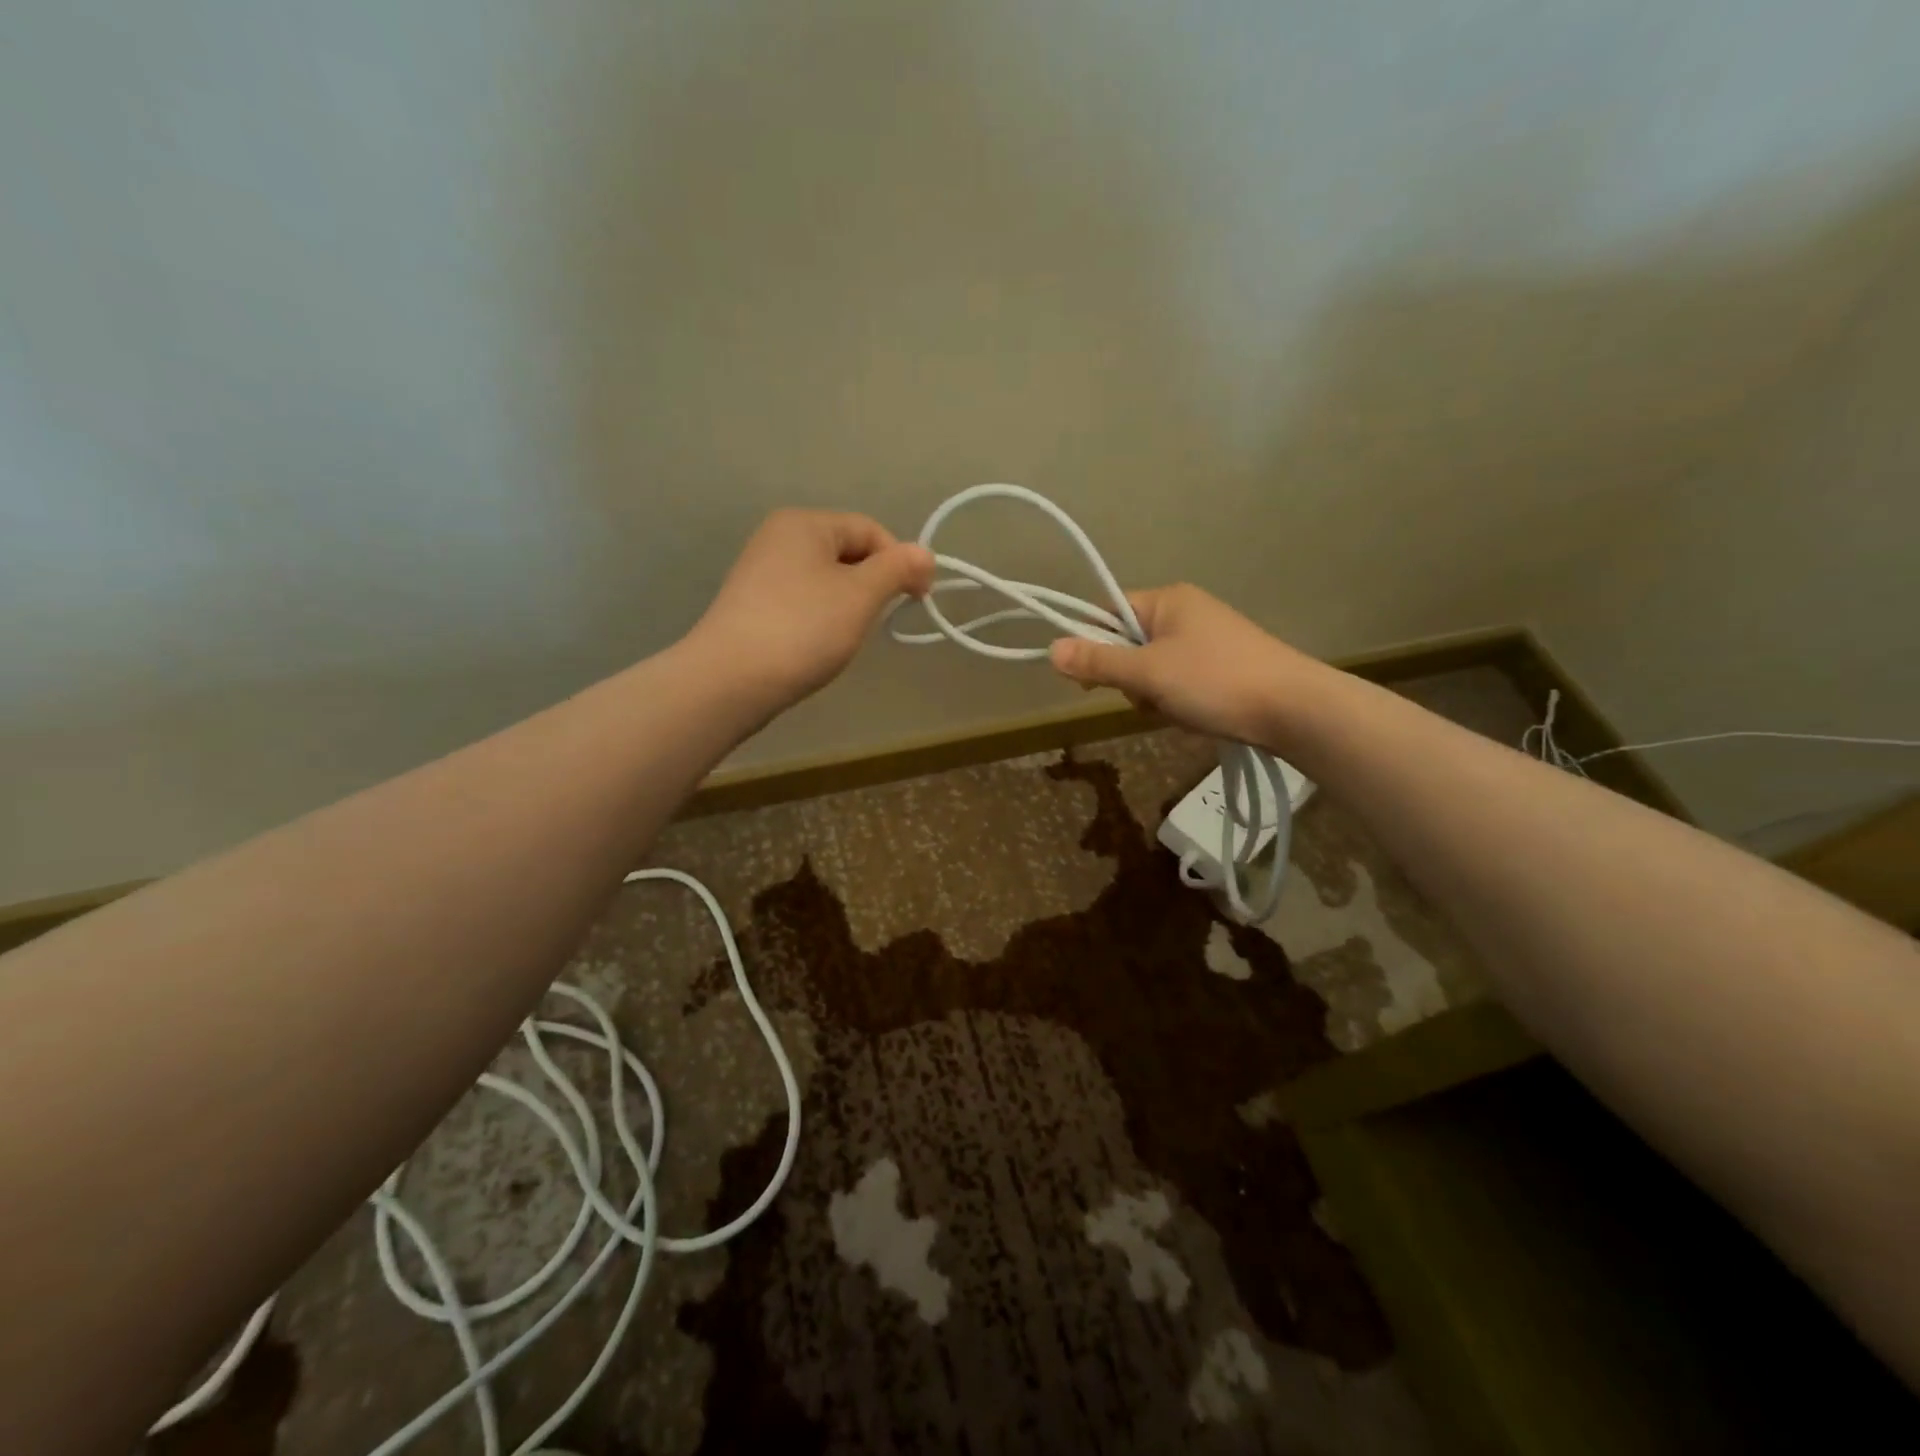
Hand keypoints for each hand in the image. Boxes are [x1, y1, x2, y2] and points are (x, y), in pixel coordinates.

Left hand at [687, 509, 934, 715]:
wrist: (730, 680)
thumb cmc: (803, 629)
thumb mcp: (860, 595)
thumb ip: (897, 569)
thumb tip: (925, 554)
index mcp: (804, 523)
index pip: (870, 530)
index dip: (900, 561)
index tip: (917, 600)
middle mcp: (778, 537)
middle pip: (847, 552)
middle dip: (872, 584)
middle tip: (878, 620)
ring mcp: (761, 571)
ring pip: (826, 579)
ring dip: (848, 603)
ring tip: (847, 636)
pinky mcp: (752, 604)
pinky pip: (803, 600)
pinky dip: (821, 617)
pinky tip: (819, 644)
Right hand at [1047, 583, 1319, 745]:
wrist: (1293, 709)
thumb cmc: (1214, 681)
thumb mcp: (1148, 673)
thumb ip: (1098, 663)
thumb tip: (1051, 649)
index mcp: (1168, 600)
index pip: (1109, 612)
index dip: (1094, 644)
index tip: (1091, 680)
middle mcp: (1187, 611)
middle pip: (1130, 643)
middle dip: (1131, 679)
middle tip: (1149, 697)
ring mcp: (1208, 639)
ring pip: (1154, 669)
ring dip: (1155, 695)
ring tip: (1178, 710)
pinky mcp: (1224, 666)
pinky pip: (1180, 681)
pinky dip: (1179, 701)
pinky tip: (1196, 716)